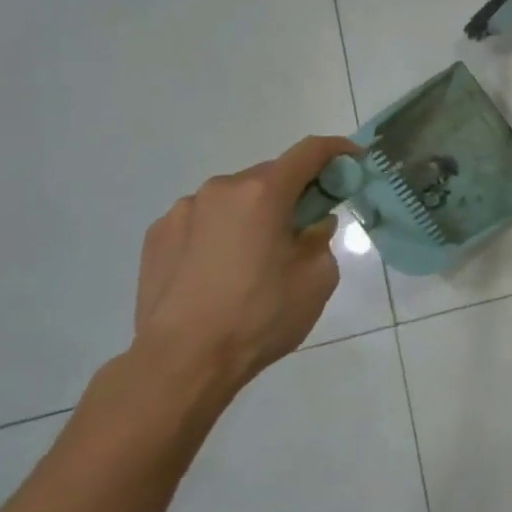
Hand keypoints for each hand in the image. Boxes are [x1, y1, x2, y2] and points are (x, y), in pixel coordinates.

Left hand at [131, 136, 361, 394]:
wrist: (182, 361)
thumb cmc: (260, 316)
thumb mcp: (317, 279)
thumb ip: (321, 239)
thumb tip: (312, 224)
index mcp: (263, 193)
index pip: (309, 152)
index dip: (337, 149)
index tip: (353, 159)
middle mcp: (221, 189)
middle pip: (269, 176)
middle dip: (292, 192)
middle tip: (304, 226)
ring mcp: (183, 210)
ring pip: (233, 199)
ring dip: (253, 213)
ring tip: (255, 258)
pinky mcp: (157, 236)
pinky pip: (202, 221)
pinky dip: (220, 232)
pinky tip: (219, 270)